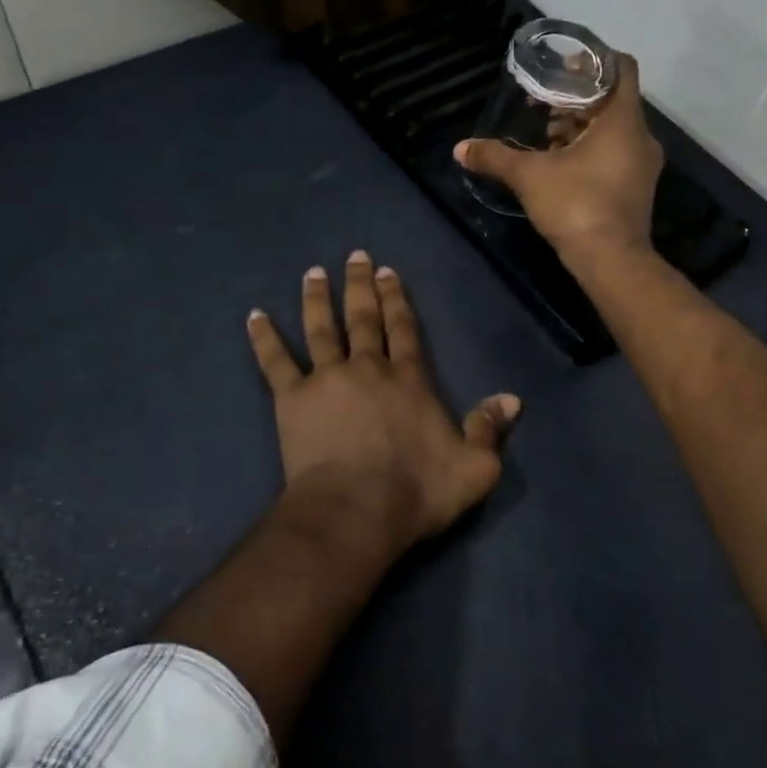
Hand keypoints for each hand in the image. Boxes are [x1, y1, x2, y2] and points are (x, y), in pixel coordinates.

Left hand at [246, 253, 519, 543]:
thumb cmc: (416, 491)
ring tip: (313, 273)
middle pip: (364, 318)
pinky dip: (264, 339)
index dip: (397, 299)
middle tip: (354, 256)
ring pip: (322, 329)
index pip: (404, 329)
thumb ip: (490, 428)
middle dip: (361, 285)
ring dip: (318, 299)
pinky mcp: (293, 399)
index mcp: (409, 379)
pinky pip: (275, 362)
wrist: (357, 511)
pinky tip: (254, 316)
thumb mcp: (474, 467)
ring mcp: (327, 379)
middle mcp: (368, 368)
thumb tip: (512, 399)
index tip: (388, 271)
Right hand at [454, 52, 663, 260]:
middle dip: (577, 97)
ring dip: (582, 125)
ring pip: (613, 128)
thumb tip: (460, 149)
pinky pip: (615, 152)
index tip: (564, 64)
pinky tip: (559, 161)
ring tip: (546, 131)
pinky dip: (590, 148)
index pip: (622, 68)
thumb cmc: (576, 204)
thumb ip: (496, 156)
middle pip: (612, 99)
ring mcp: (642, 164)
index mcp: (623, 120)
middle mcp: (640, 136)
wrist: (611, 260)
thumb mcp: (529, 176)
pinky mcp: (636, 186)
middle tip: (542, 99)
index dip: (594, 59)